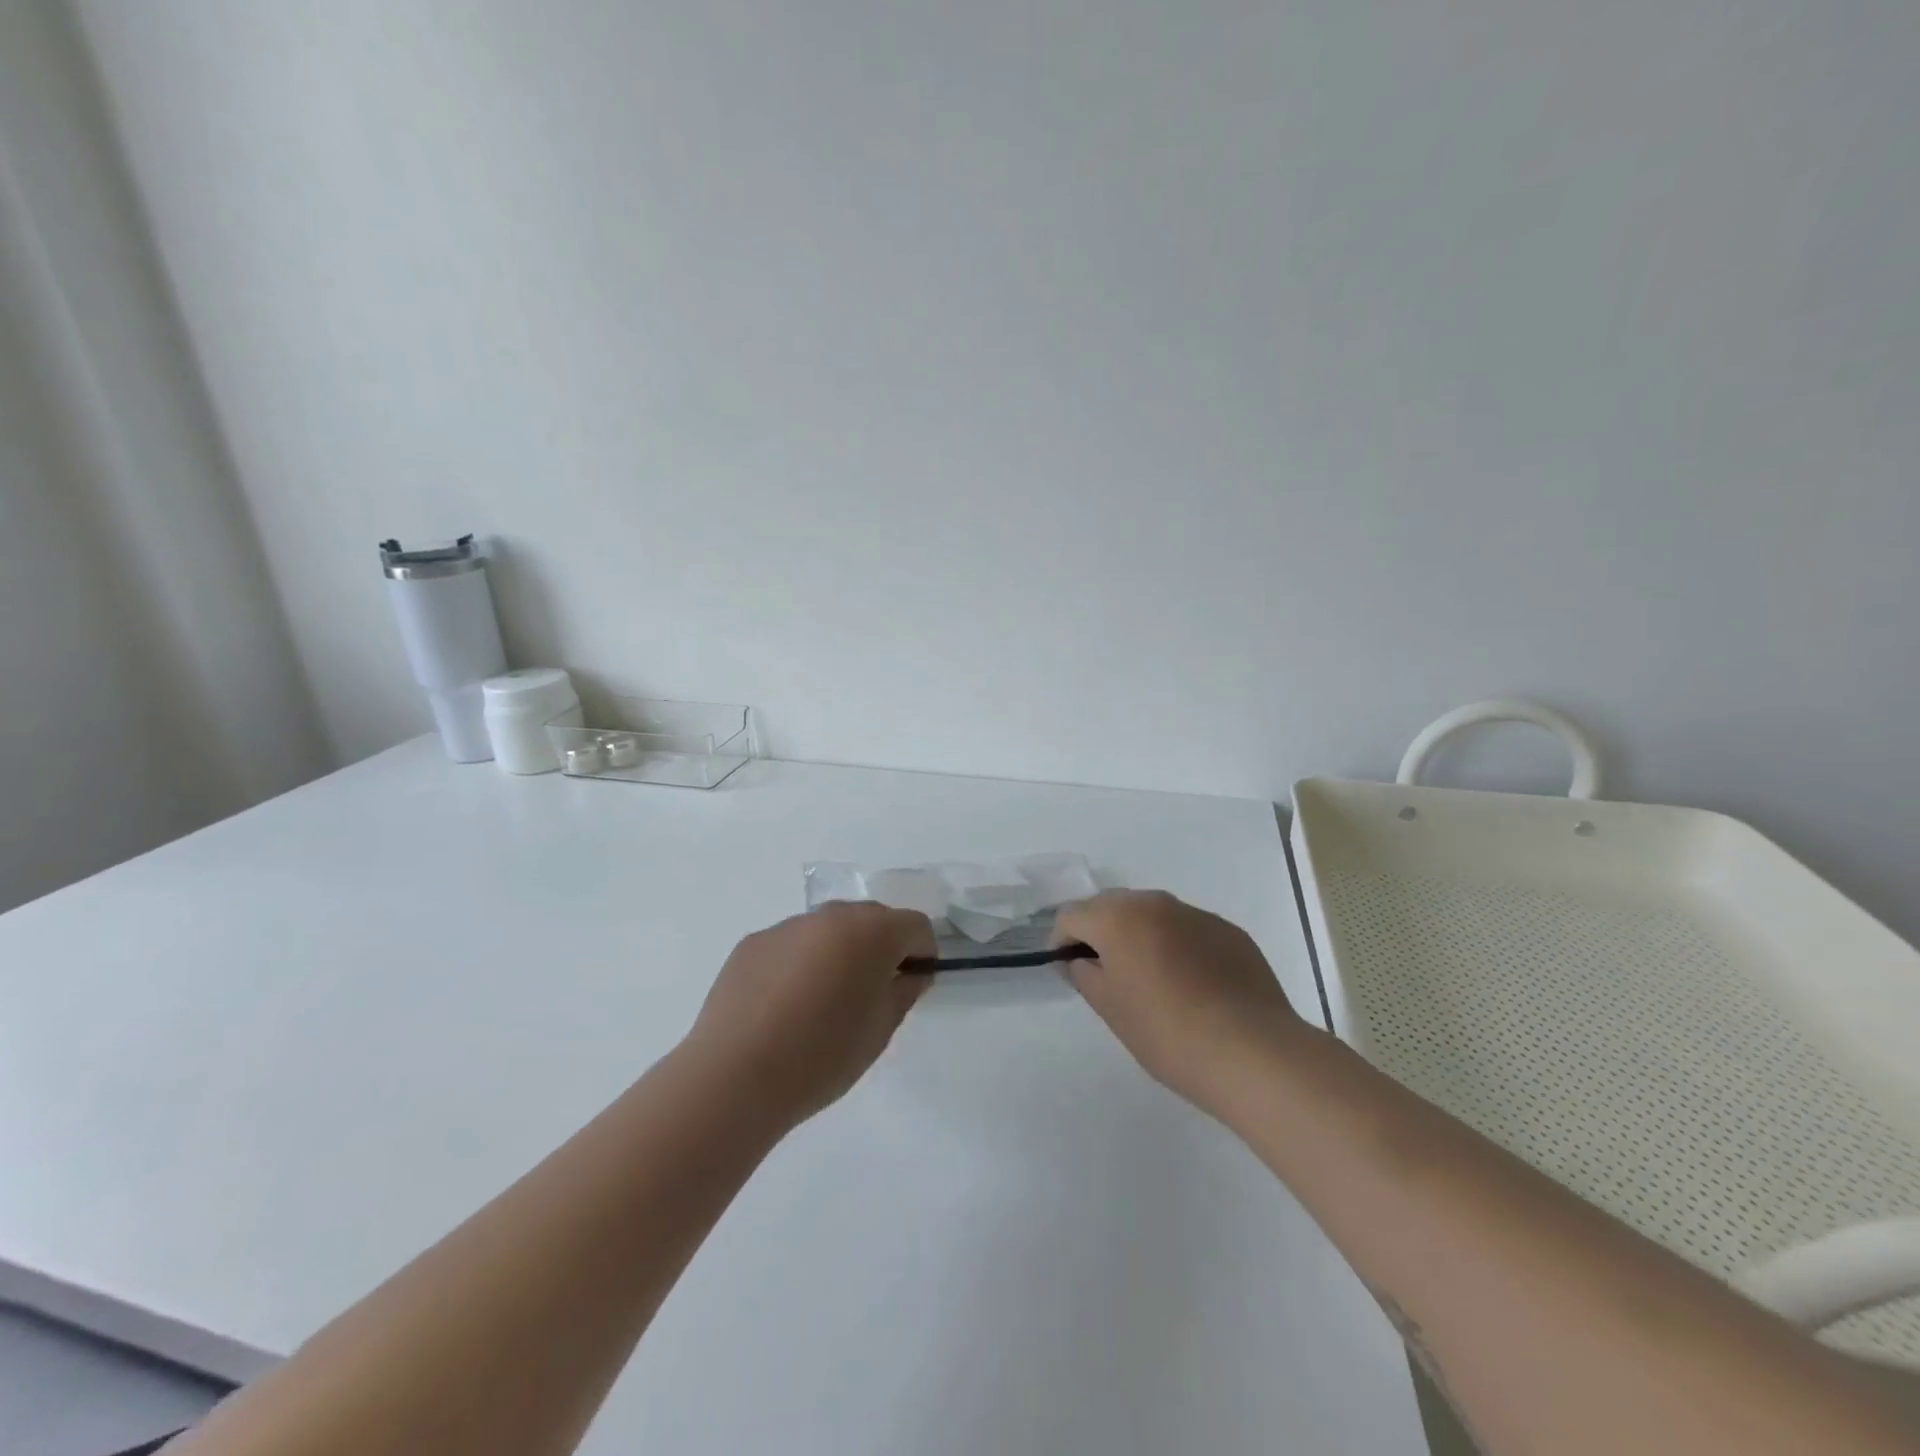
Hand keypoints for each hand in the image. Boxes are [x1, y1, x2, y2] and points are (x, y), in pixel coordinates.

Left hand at [684, 901, 936, 1126]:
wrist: (735, 1076)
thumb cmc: (822, 1055)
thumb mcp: (881, 1030)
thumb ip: (904, 991)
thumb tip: (909, 972)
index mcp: (871, 931)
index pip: (915, 925)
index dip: (922, 953)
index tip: (912, 985)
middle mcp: (830, 916)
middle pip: (872, 919)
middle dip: (880, 947)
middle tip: (870, 994)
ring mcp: (787, 926)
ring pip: (828, 930)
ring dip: (837, 953)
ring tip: (821, 1004)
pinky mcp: (753, 943)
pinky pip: (791, 945)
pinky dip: (799, 964)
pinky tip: (783, 1008)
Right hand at [1055, 890, 1305, 1114]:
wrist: (1252, 1052)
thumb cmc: (1167, 1032)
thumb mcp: (1110, 1008)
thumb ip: (1084, 975)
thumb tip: (1077, 960)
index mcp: (1118, 917)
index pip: (1072, 916)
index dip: (1061, 941)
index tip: (1067, 971)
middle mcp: (1155, 903)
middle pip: (1112, 906)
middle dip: (1100, 932)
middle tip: (1104, 974)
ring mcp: (1196, 914)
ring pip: (1152, 915)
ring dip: (1140, 937)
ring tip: (1149, 980)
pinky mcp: (1229, 931)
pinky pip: (1188, 930)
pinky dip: (1177, 947)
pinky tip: (1190, 986)